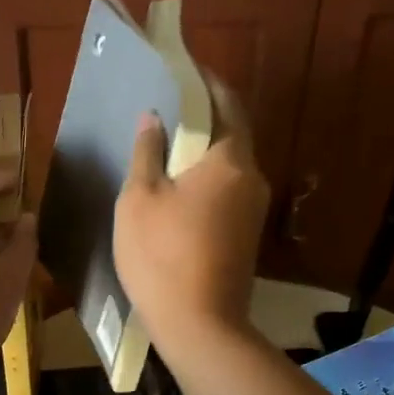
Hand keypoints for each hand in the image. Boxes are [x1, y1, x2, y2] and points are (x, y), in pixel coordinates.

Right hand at [114, 77, 269, 354]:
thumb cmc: (162, 256)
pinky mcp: (247, 235)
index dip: (205, 81)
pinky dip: (207, 178)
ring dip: (203, 150)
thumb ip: (147, 152)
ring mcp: (254, 209)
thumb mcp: (139, 199)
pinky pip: (228, 190)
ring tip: (166, 145)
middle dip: (203, 115)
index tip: (183, 68)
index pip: (225, 102)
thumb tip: (153, 119)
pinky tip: (179, 187)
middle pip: (231, 132)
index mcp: (230, 159)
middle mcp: (252, 177)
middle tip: (166, 107)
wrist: (200, 326)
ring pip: (230, 164)